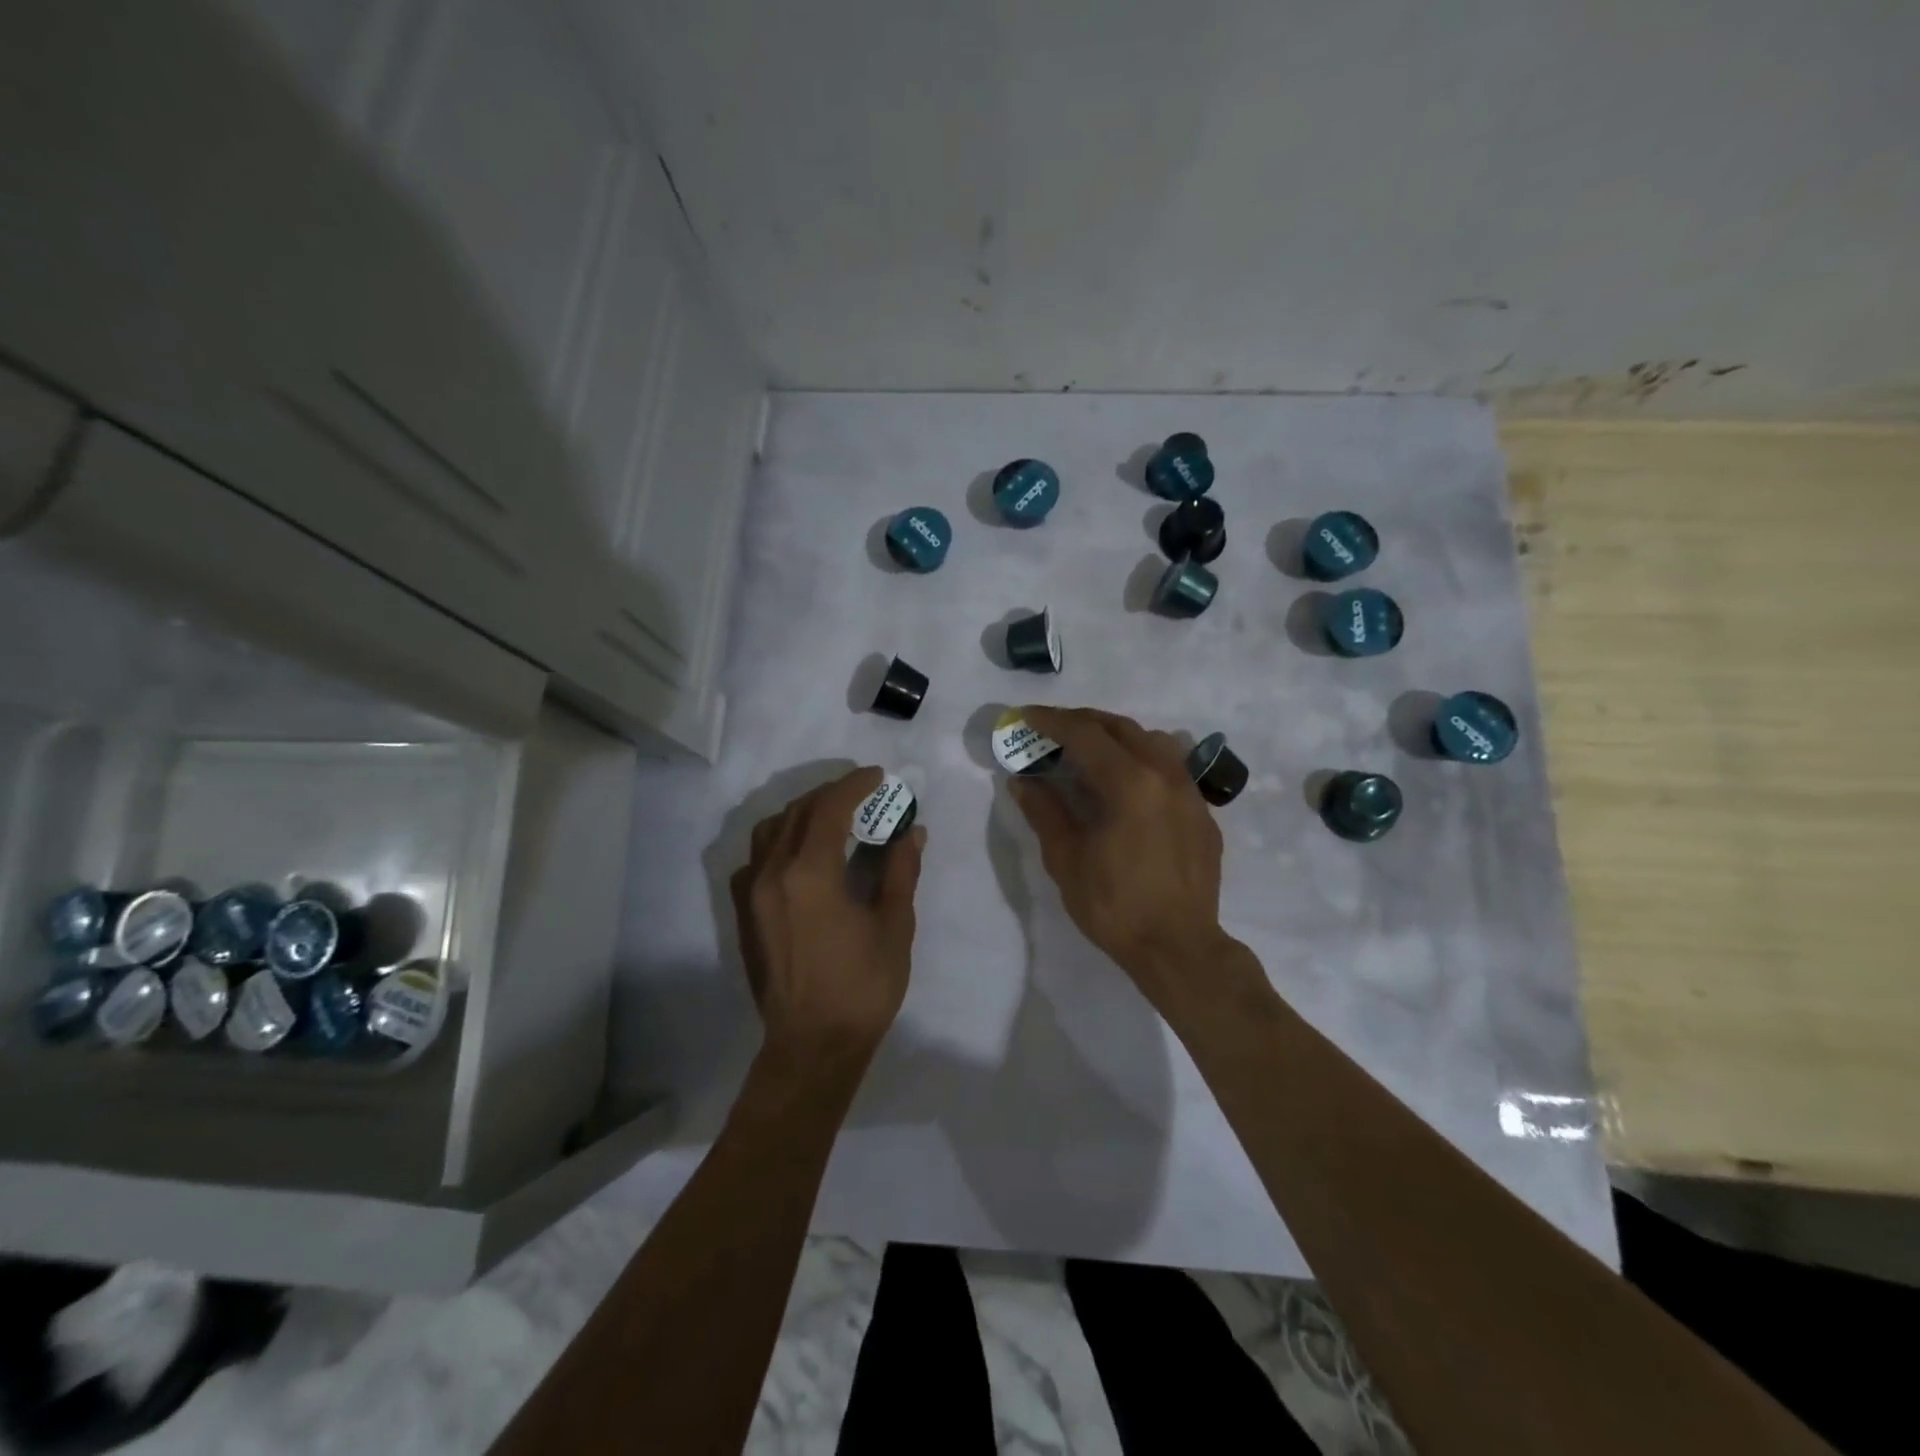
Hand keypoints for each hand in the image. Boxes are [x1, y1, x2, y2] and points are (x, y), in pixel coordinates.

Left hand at [730, 767, 925, 1066]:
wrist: (812, 1045)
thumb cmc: (862, 986)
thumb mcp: (894, 925)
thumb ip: (900, 871)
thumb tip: (912, 832)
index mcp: (809, 873)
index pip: (829, 808)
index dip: (854, 785)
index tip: (878, 777)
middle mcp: (772, 873)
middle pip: (797, 812)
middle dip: (831, 795)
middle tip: (863, 794)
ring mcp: (751, 893)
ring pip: (771, 830)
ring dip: (802, 814)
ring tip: (832, 818)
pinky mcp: (744, 913)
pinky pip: (756, 858)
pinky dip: (780, 842)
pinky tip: (801, 856)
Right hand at [1010, 707, 1227, 1007]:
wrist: (1179, 948)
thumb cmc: (1115, 906)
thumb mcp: (1067, 859)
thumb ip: (1045, 811)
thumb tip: (1023, 780)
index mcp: (1129, 783)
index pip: (1085, 734)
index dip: (1052, 721)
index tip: (1026, 716)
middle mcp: (1164, 775)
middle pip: (1121, 728)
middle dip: (1083, 722)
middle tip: (1053, 730)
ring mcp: (1190, 792)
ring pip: (1153, 741)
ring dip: (1117, 737)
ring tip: (1091, 752)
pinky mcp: (1203, 813)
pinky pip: (1171, 768)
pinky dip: (1142, 761)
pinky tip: (1128, 785)